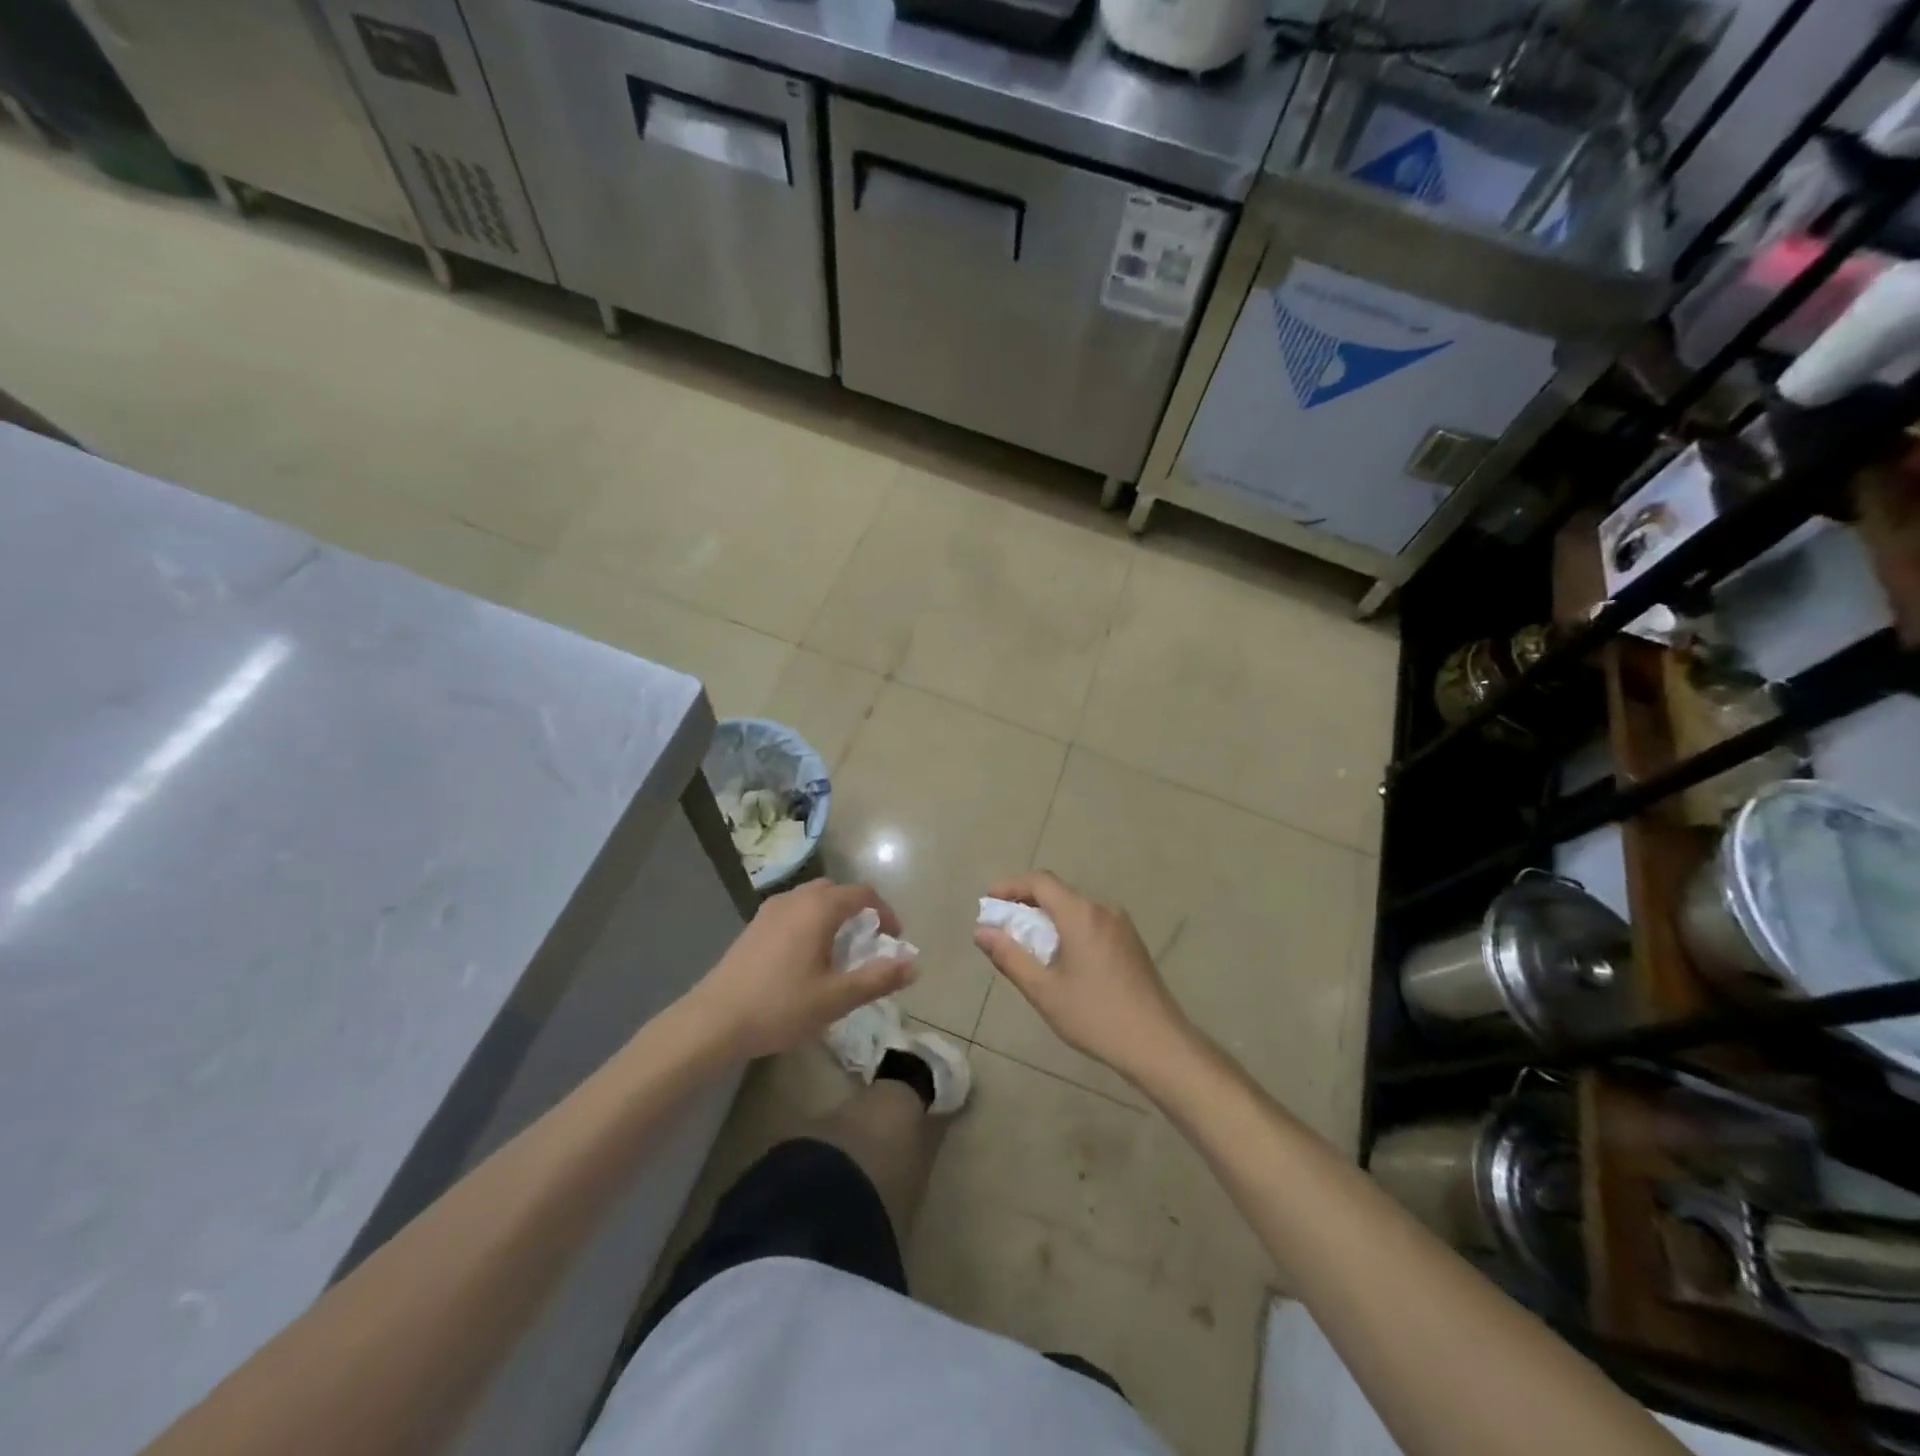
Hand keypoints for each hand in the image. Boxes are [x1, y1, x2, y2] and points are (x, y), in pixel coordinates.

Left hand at [689, 879, 914, 1058]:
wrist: (713, 1021)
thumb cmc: (780, 1006)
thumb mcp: (836, 998)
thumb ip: (877, 978)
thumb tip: (914, 964)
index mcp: (818, 908)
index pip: (863, 894)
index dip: (884, 912)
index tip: (894, 938)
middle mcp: (795, 899)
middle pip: (836, 891)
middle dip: (858, 910)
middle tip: (868, 942)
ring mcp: (770, 911)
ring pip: (811, 899)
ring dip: (833, 915)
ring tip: (839, 950)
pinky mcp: (754, 927)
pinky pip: (793, 911)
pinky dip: (810, 922)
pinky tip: (806, 958)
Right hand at [973, 871, 1192, 1080]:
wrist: (1158, 1043)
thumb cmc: (1095, 1016)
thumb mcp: (1044, 990)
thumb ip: (1010, 956)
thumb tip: (982, 931)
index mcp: (1081, 914)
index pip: (1040, 882)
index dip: (1011, 886)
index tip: (989, 902)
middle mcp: (1103, 910)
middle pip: (1058, 893)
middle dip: (1026, 904)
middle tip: (1003, 928)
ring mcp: (1122, 925)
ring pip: (1076, 909)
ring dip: (1048, 919)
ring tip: (1028, 946)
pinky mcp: (1131, 943)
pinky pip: (1092, 923)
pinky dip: (1069, 929)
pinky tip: (1062, 959)